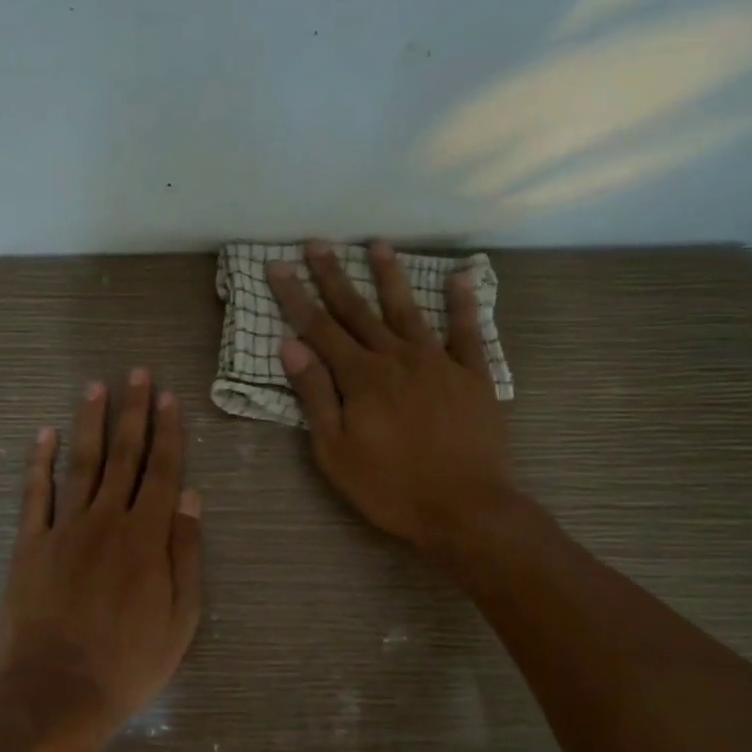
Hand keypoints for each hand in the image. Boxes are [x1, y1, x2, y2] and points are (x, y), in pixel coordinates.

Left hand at [0, 369, 202, 751]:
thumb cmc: (128, 663)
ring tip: (95, 387)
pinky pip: (35, 494)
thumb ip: (186, 554)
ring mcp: (63, 529)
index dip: (168, 432)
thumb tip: (190, 497)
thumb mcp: (180, 619)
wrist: (55, 693)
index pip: (161, 471)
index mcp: (146, 538)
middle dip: (132, 412)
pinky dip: (39, 461)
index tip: (169, 398)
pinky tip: (44, 434)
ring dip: (90, 423)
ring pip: (81, 464)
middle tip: (136, 373)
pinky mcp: (29, 545)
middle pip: (123, 456)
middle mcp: (106, 521)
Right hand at [268, 239, 515, 556]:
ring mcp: (439, 362)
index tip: (278, 265)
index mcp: (361, 378)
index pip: (319, 328)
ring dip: (390, 276)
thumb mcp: (335, 452)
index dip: (295, 296)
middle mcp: (397, 358)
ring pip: (408, 310)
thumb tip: (290, 346)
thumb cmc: (391, 487)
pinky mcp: (474, 376)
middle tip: (317, 243)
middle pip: (358, 310)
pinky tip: (460, 277)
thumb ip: (315, 396)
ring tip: (377, 244)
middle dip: (334, 275)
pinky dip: (464, 303)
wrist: (466, 508)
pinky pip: (468, 331)